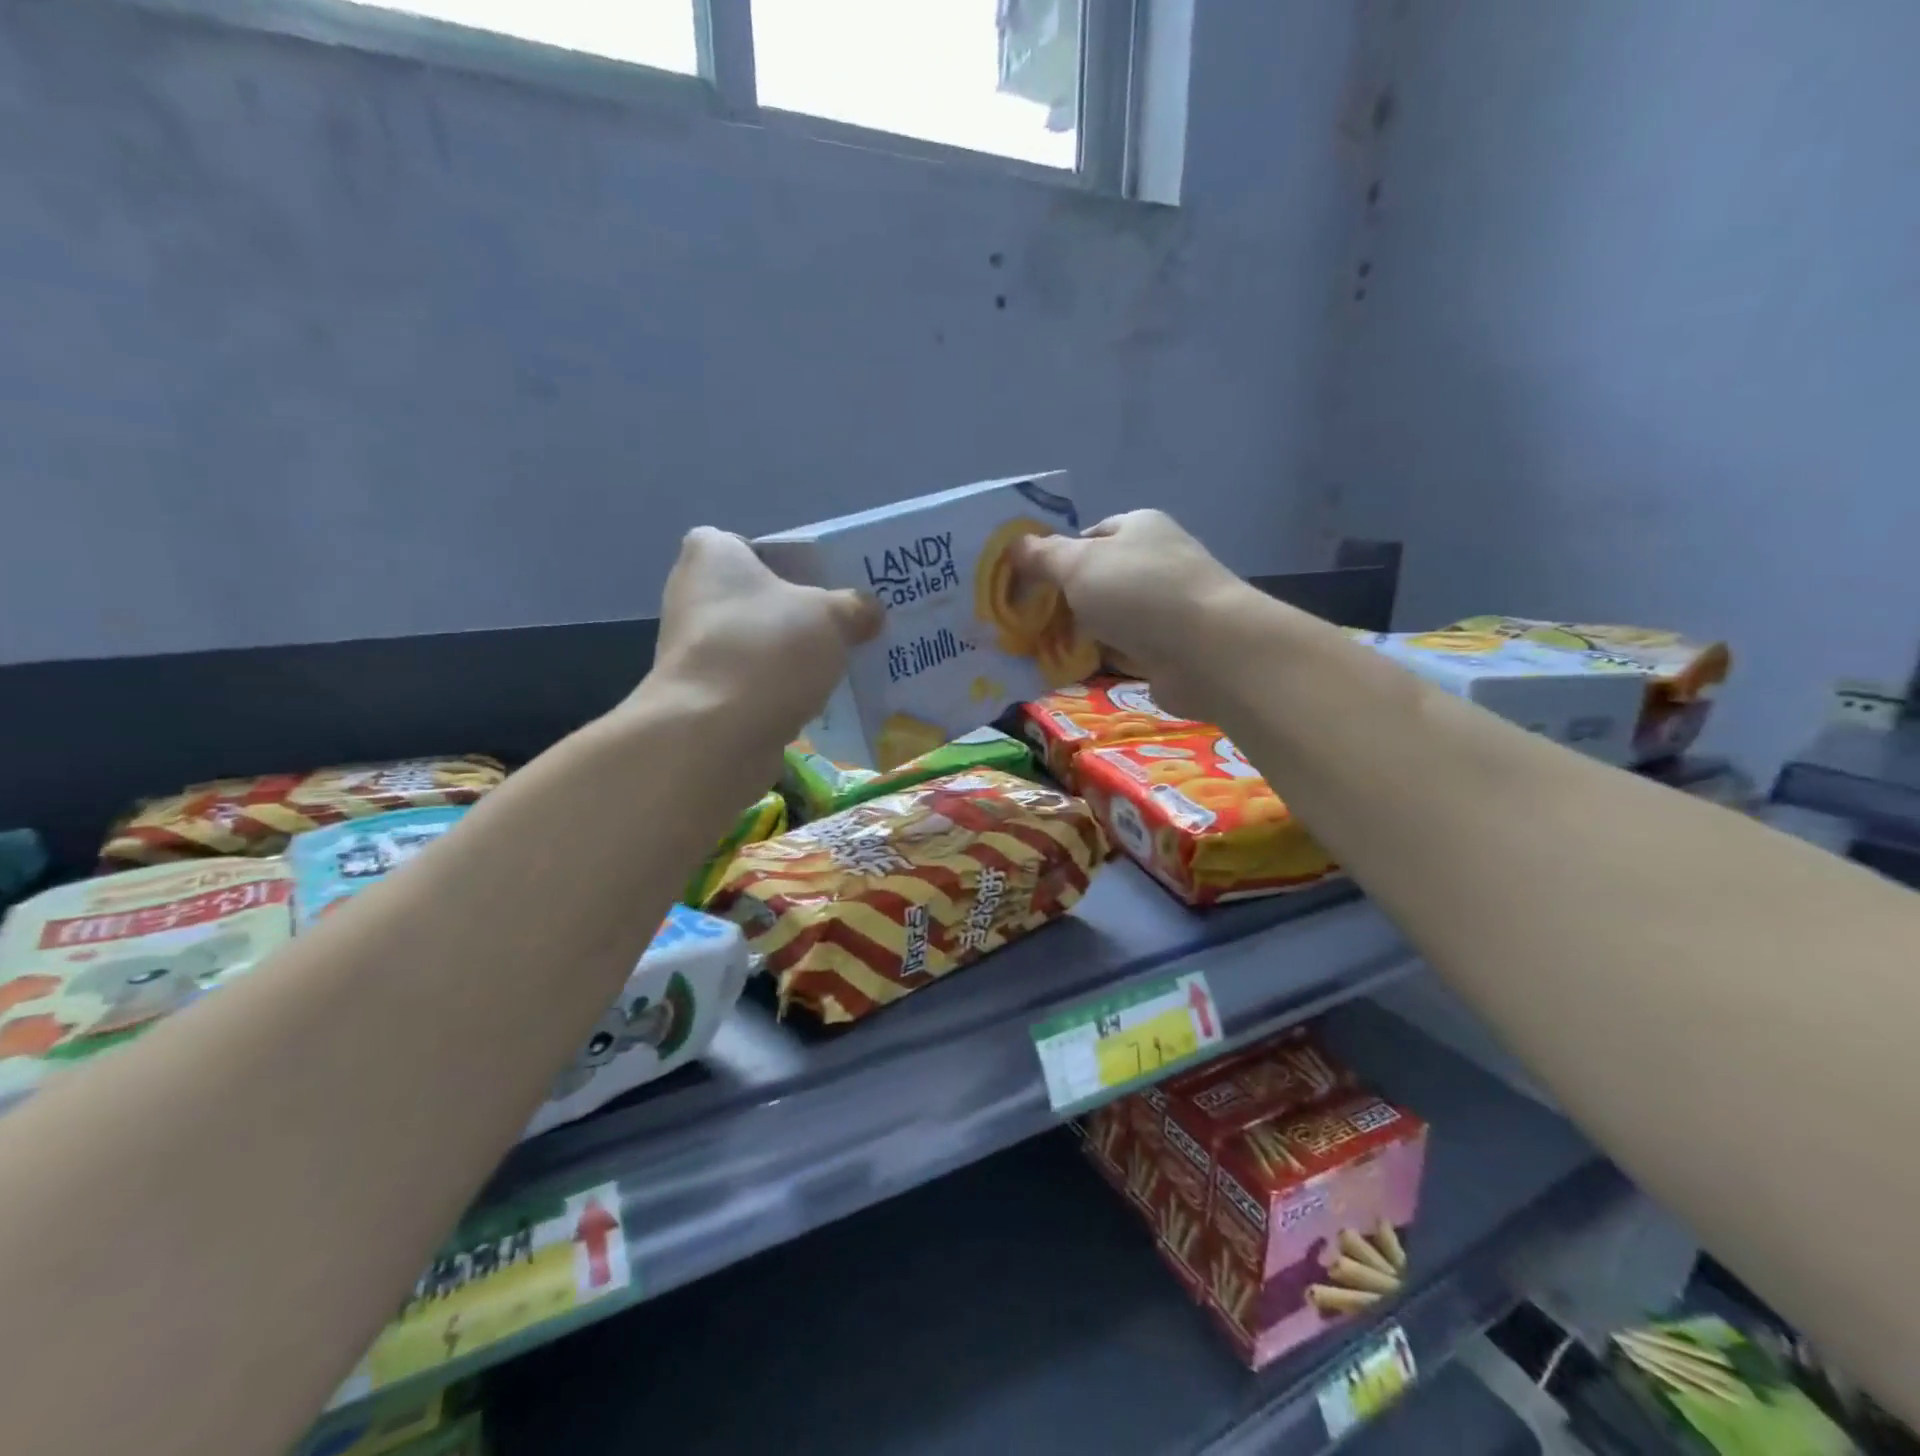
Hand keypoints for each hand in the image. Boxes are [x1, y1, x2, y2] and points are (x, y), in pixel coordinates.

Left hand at [637, 527, 881, 750]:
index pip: (748, 545)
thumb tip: (870, 611)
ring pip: (755, 644)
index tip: (819, 585)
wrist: (715, 734)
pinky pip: (750, 683)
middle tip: (843, 625)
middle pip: (756, 598)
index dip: (785, 562)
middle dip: (795, 614)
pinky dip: (776, 691)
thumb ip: (855, 607)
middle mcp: (692, 595)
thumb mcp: (831, 616)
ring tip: (837, 666)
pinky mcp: (700, 695)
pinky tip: (812, 702)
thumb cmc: (768, 650)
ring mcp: (692, 649)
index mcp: (712, 555)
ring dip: (788, 656)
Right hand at [1012, 510, 1248, 719]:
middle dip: (1062, 600)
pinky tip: (1069, 669)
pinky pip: (1121, 650)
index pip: (1090, 536)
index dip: (1056, 556)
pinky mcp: (1167, 648)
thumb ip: (1043, 556)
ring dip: (1078, 633)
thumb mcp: (1079, 564)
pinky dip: (1098, 658)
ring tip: (1037, 649)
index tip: (1027, 583)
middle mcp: (1154, 562)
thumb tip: (1014, 545)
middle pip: (1096, 579)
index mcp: (1139, 528)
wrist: (1206, 650)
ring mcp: (1164, 607)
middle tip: (1024, 621)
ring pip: (1107, 618)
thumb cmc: (1139, 592)